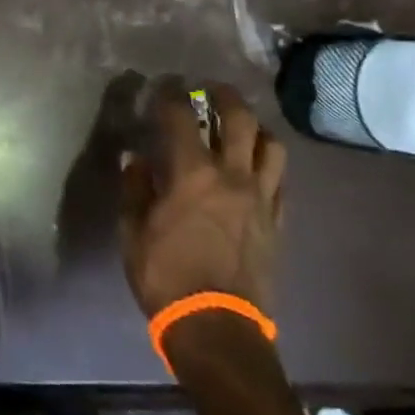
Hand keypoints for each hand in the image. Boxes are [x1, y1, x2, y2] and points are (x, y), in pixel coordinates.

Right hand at [119, 79, 285, 318]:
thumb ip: (135, 189)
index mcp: (192, 173)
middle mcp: (232, 175)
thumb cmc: (166, 277)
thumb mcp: (133, 233)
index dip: (170, 95)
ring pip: (272, 145)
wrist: (217, 328)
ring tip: (243, 128)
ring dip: (256, 129)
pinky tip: (257, 170)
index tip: (164, 86)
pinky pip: (281, 181)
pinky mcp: (277, 222)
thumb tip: (135, 159)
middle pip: (239, 118)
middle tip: (211, 90)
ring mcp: (261, 198)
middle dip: (224, 96)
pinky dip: (268, 166)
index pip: (181, 117)